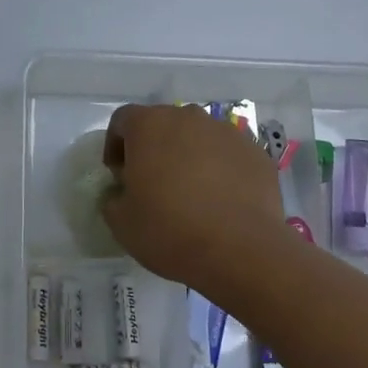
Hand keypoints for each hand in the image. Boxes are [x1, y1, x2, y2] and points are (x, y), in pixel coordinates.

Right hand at [100, 104, 289, 297]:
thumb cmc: (170, 230)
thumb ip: (113, 198)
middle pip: (162, 124)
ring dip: (188, 156)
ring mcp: (225, 132)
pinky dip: (220, 169)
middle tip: (153, 183)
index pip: (122, 120)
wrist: (241, 250)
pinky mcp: (254, 152)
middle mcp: (188, 117)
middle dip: (154, 148)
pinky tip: (220, 201)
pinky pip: (227, 154)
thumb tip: (122, 193)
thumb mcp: (121, 222)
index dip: (115, 145)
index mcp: (149, 125)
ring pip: (197, 137)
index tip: (119, 175)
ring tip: (191, 193)